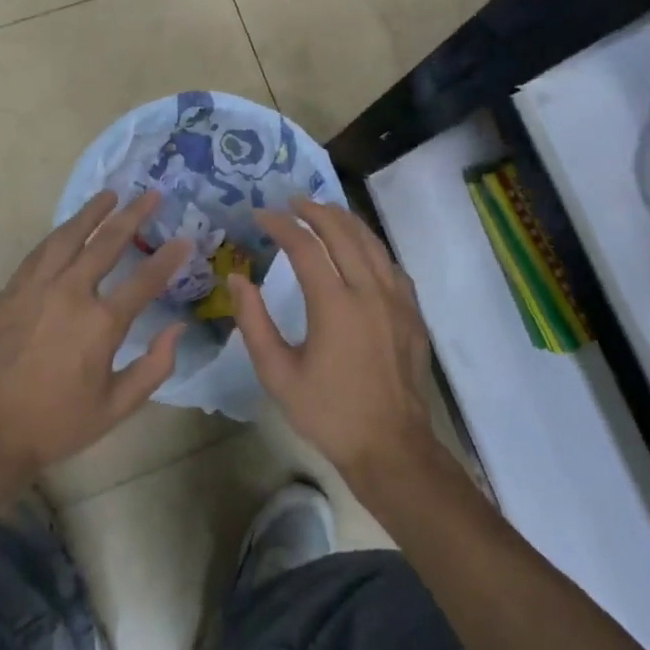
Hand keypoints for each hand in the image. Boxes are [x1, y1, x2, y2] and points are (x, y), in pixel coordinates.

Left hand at [0, 189, 190, 480]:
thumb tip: (178, 328)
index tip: (184, 238)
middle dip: (134, 215)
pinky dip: (59, 234)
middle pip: (107, 242)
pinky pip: (39, 252)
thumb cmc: (58, 423)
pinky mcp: (10, 291)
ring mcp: (36, 288)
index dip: (169, 257)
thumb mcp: (117, 407)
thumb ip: (154, 366)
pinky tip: (68, 228)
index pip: (145, 279)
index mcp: (101, 323)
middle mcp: (70, 293)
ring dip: (92, 212)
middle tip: (151, 194)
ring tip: (110, 195)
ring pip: (68, 236)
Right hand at [231, 197, 437, 483]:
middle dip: (314, 210)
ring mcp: (397, 299)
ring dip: (344, 220)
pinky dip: (369, 245)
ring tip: (323, 210)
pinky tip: (359, 248)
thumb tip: (237, 278)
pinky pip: (390, 263)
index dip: (281, 225)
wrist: (392, 447)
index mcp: (335, 305)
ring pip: (371, 241)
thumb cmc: (329, 413)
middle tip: (291, 202)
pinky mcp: (412, 312)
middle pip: (342, 231)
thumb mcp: (278, 374)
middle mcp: (369, 291)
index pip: (305, 246)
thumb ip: (254, 322)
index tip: (260, 216)